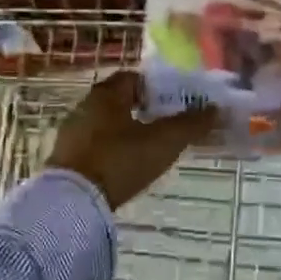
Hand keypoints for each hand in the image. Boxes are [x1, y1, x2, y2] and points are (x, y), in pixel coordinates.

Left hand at [47, 71, 214, 209]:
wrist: (73, 201)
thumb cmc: (120, 160)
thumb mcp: (163, 142)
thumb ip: (190, 124)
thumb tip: (215, 109)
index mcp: (106, 94)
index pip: (132, 78)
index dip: (155, 87)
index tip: (173, 102)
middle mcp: (85, 106)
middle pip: (118, 100)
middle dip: (141, 109)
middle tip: (165, 124)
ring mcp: (71, 133)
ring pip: (105, 123)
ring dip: (125, 130)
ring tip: (148, 148)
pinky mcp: (65, 158)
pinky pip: (93, 144)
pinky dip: (110, 149)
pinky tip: (124, 166)